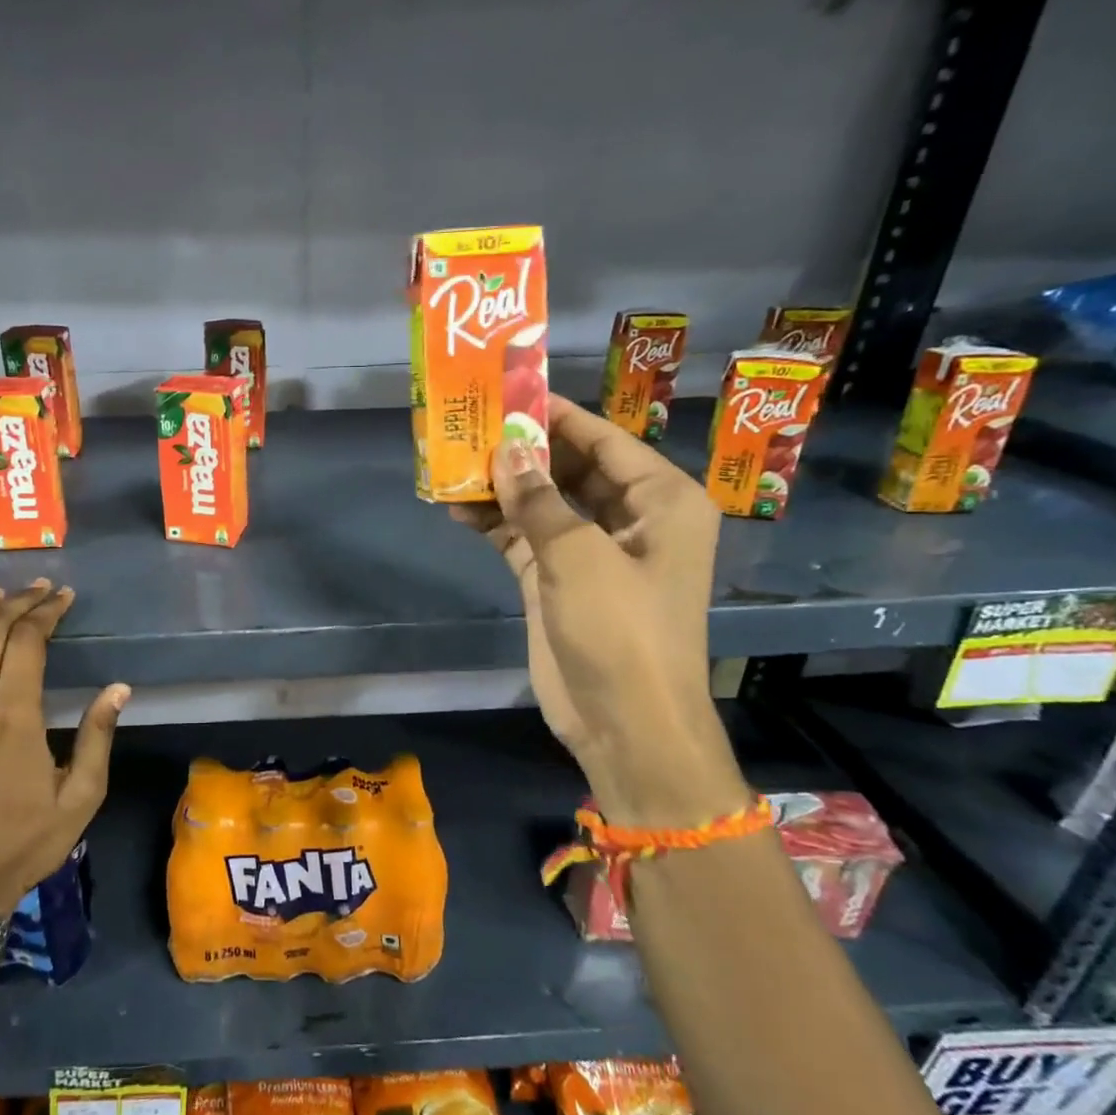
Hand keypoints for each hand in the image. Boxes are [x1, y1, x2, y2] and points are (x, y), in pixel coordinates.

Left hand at [0, 581, 128, 910]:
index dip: (47, 612)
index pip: (28, 640)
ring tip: (1, 597)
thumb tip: (118, 688)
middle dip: (18, 603)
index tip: (63, 598)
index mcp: (14, 718)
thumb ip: (98, 737)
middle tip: (39, 591)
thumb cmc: (28, 839)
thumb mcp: (82, 796)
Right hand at [452, 396, 744, 824]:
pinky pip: (525, 538)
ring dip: (503, 487)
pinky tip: (456, 506)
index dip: (559, 416)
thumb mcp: (579, 556)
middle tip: (472, 422)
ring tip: (453, 459)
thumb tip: (505, 447)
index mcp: (662, 502)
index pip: (606, 441)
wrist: (625, 724)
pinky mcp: (560, 580)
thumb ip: (538, 499)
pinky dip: (495, 523)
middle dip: (524, 450)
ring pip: (543, 504)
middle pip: (572, 469)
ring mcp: (592, 552)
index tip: (512, 390)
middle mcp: (631, 519)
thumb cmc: (621, 630)